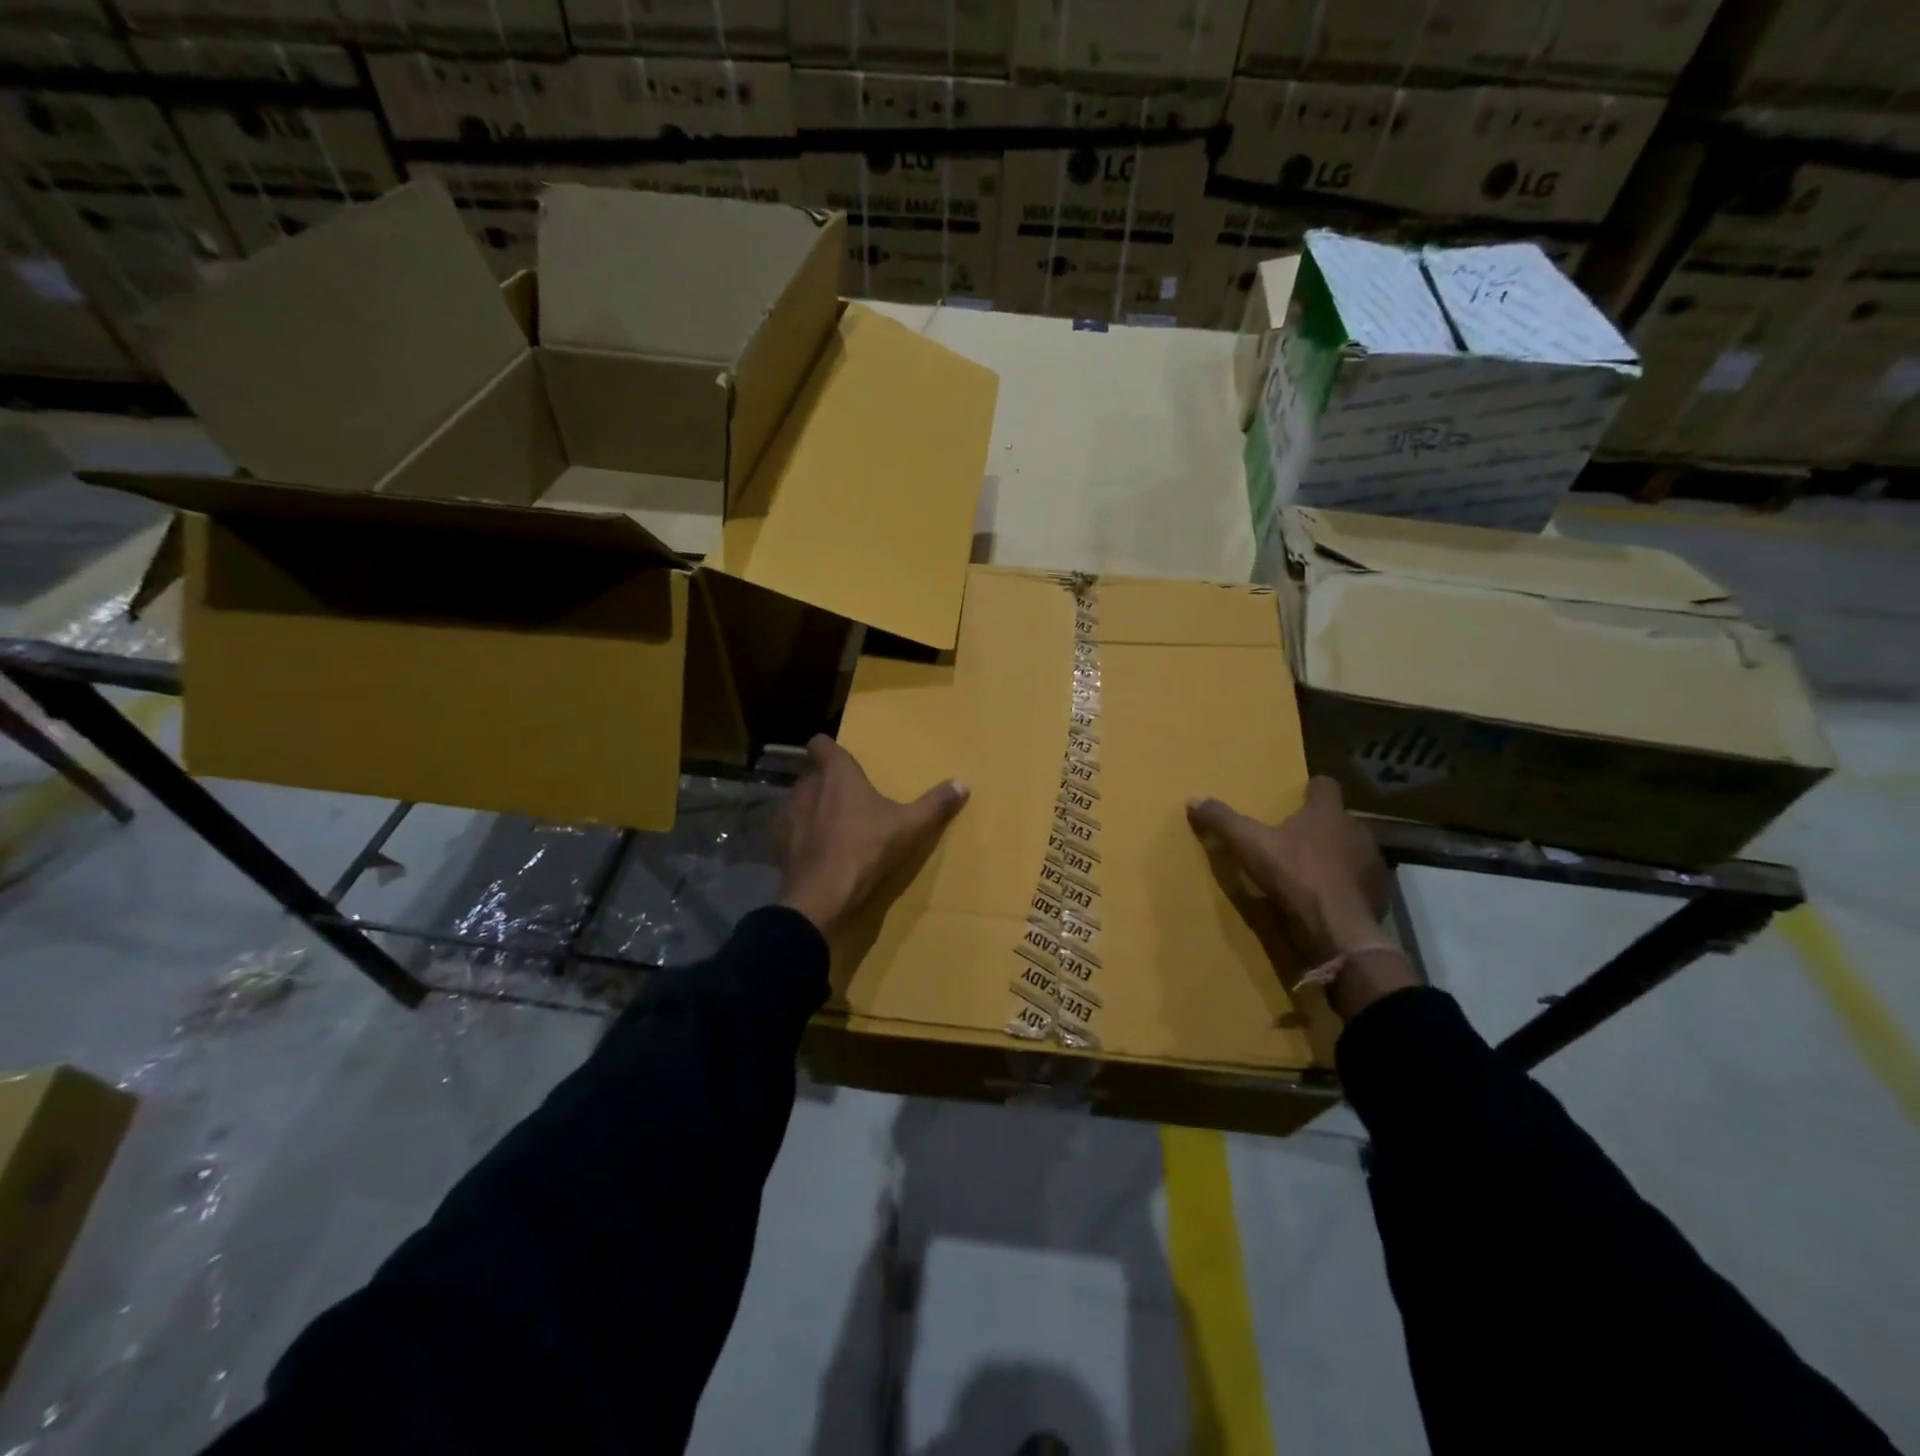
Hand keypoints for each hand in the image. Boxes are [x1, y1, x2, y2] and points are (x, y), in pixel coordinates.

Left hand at [777, 735, 968, 944]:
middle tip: (848, 795)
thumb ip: (935, 804)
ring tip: (831, 823)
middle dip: (825, 781)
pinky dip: (800, 835)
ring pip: (798, 801)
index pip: (821, 744)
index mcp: (837, 775)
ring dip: (811, 807)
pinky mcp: (780, 845)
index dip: (828, 747)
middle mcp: (807, 788)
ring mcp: (789, 817)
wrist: (823, 897)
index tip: (839, 755)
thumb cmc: (867, 849)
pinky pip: (789, 831)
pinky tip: (815, 850)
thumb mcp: (911, 827)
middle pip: (812, 774)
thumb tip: (962, 783)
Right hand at [1187, 777, 1414, 1019]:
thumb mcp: (1249, 845)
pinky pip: (1360, 881)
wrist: (1338, 927)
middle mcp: (1356, 830)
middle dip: (1321, 827)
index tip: (1300, 796)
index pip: (1325, 786)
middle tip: (1296, 839)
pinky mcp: (1378, 892)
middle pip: (1338, 819)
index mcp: (1327, 813)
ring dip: (1337, 856)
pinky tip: (1327, 898)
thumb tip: (1194, 799)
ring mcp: (1372, 862)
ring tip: (1312, 871)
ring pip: (1353, 850)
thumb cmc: (1295, 874)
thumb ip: (1223, 821)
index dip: (1312, 789)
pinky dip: (1345, 885)